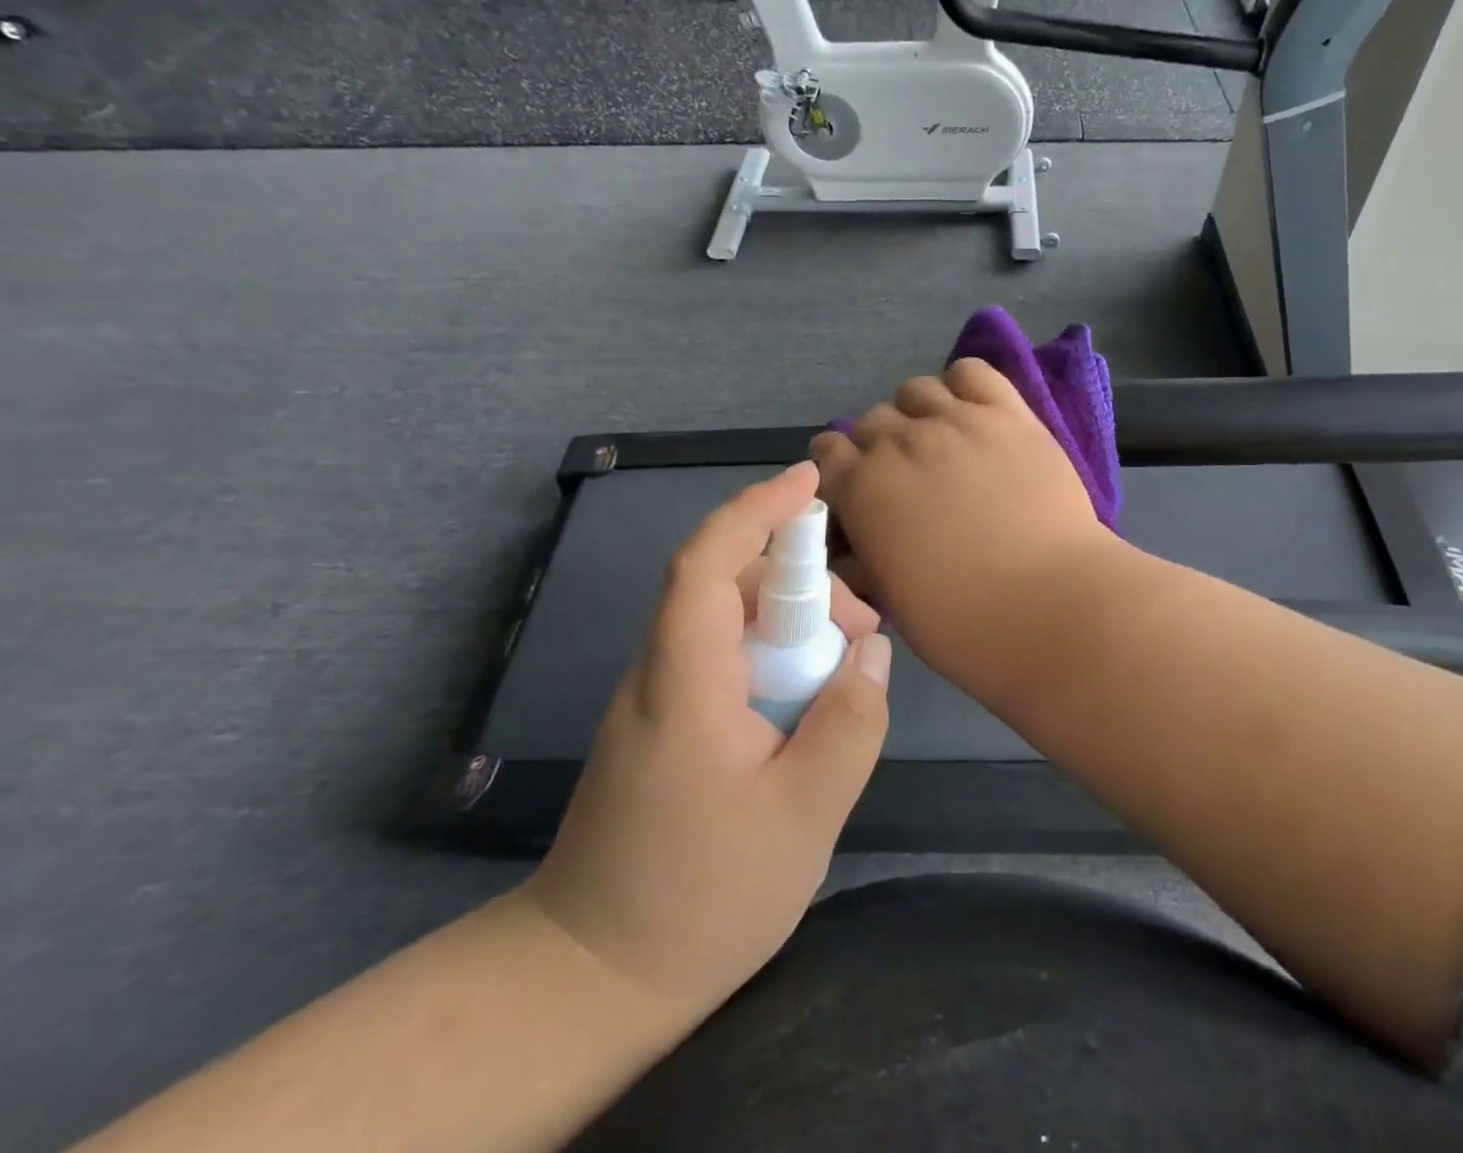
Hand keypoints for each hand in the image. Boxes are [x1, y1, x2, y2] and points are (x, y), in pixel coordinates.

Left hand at [526, 461, 890, 1024]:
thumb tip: (872, 651)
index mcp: (684, 681)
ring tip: (846, 671)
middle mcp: (660, 673)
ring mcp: (657, 699)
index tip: (809, 481)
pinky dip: (773, 656)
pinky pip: (724, 659)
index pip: (708, 563)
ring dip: (792, 624)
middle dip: (802, 585)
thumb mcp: (803, 815)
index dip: (756, 510)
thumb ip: (850, 722)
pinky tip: (809, 701)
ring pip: (729, 622)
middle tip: (863, 633)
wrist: (590, 980)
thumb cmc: (700, 900)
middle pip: (728, 586)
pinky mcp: (665, 724)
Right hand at [809, 359, 1115, 692]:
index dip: (838, 466)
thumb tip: (860, 542)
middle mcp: (900, 443)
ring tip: (940, 439)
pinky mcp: (1007, 414)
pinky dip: (963, 385)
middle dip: (878, 445)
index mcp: (863, 489)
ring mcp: (956, 421)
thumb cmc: (962, 622)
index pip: (828, 452)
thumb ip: (867, 554)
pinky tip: (972, 411)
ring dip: (917, 412)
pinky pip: (972, 371)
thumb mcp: (891, 597)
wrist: (1049, 605)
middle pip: (871, 420)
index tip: (854, 482)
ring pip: (916, 390)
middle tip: (906, 473)